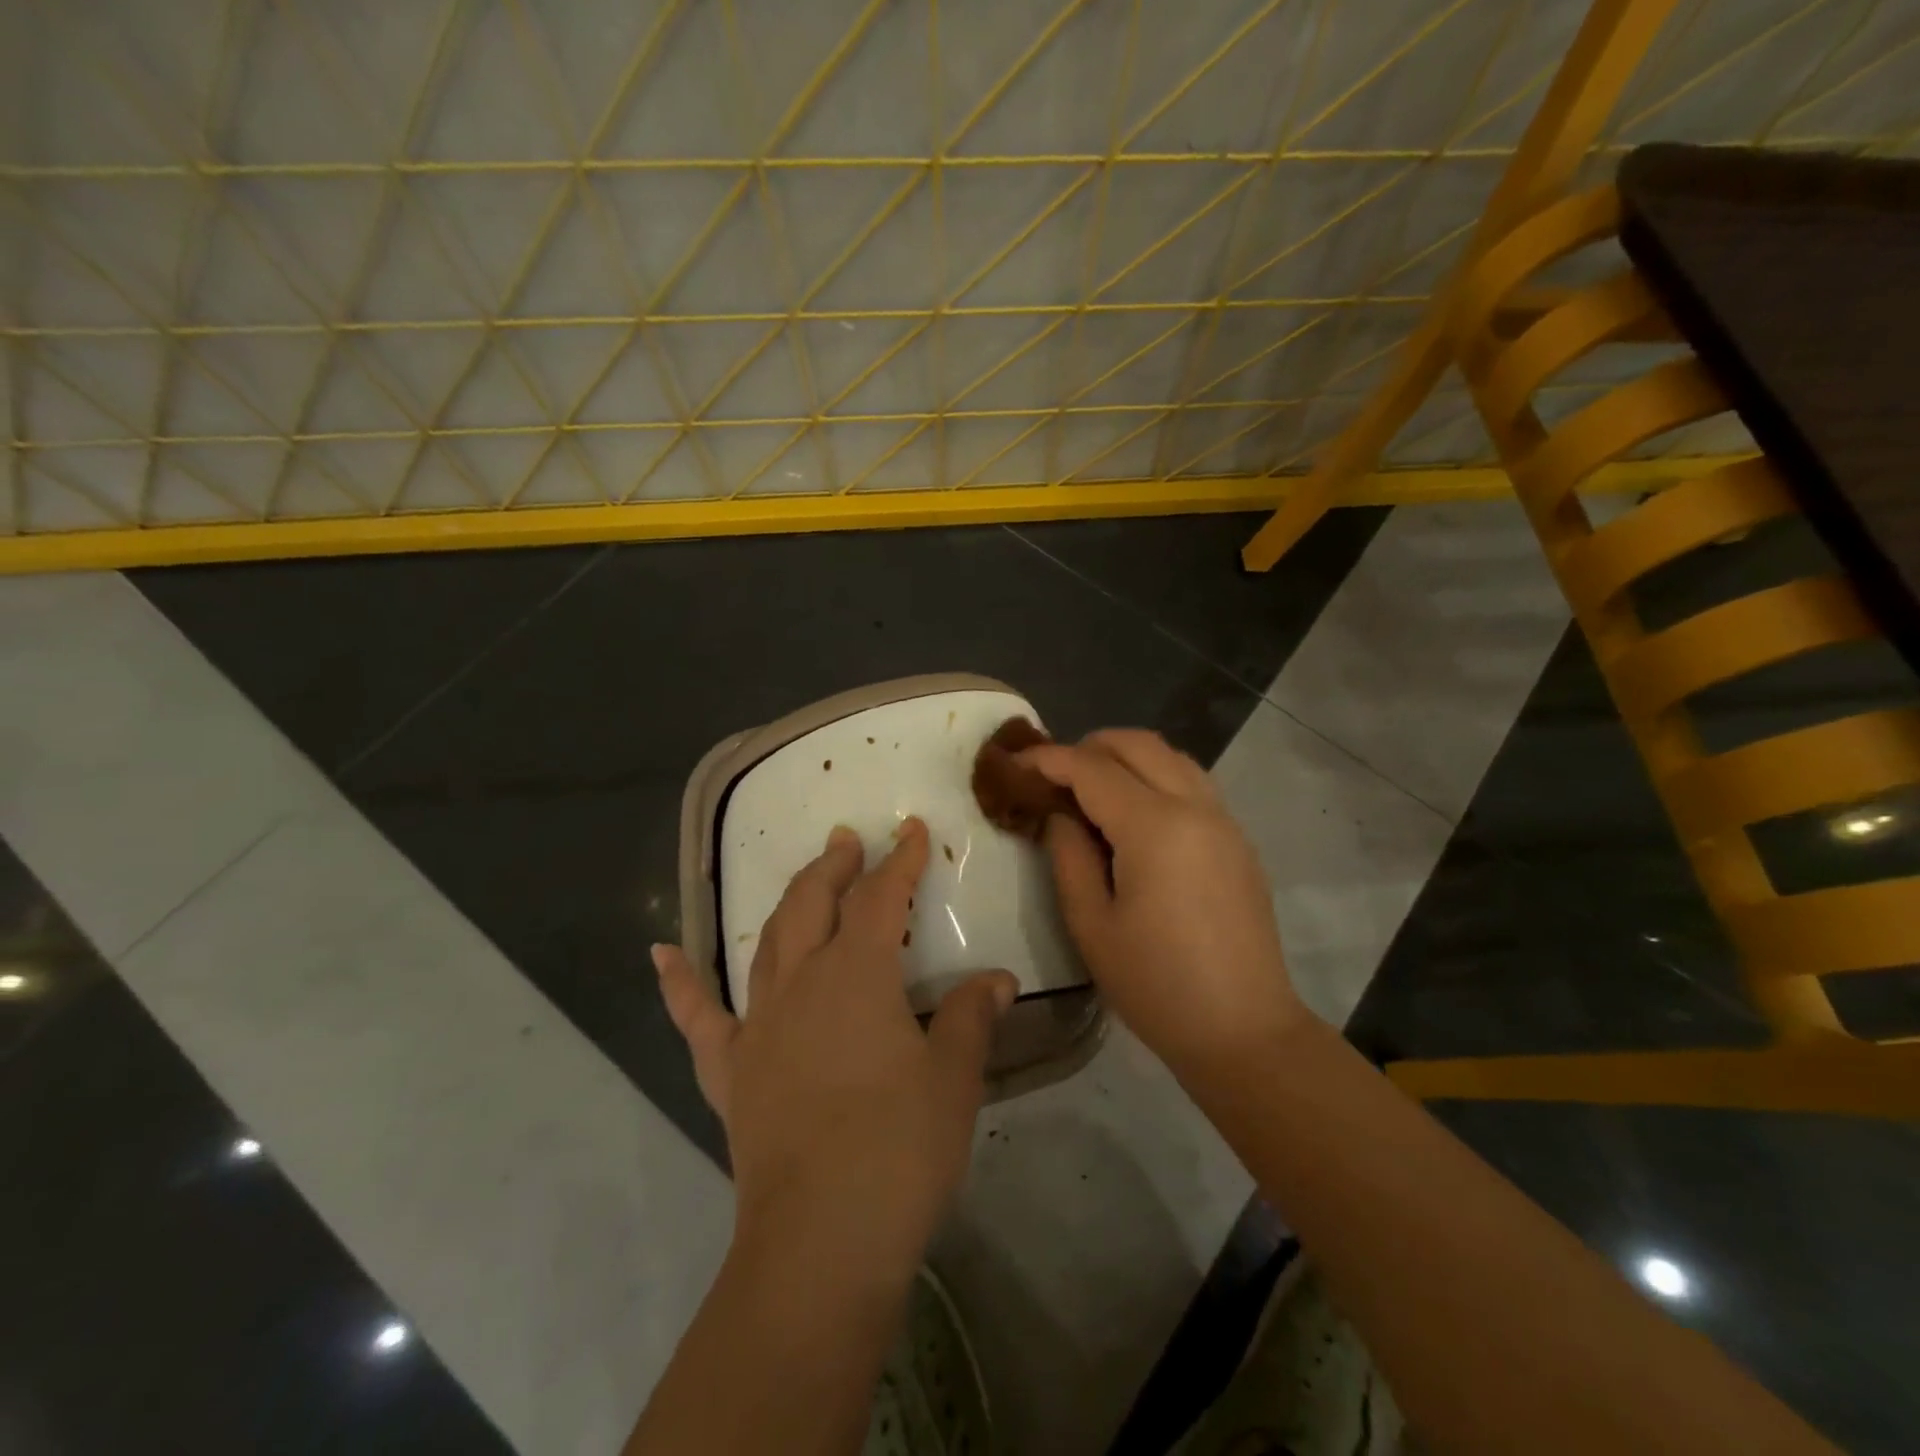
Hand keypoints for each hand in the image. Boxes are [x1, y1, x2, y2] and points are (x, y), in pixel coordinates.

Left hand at [653, 818, 1015, 1286]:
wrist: (820, 1243)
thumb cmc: (899, 1150)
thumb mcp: (953, 1078)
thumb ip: (970, 1017)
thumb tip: (997, 979)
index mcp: (857, 975)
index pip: (881, 898)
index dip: (900, 860)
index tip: (912, 829)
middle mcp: (800, 983)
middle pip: (814, 904)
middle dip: (835, 866)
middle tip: (848, 840)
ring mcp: (757, 1026)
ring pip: (769, 942)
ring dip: (789, 902)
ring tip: (807, 877)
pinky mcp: (730, 1072)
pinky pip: (697, 1017)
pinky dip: (678, 982)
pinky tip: (660, 952)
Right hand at [1023, 730, 1309, 1079]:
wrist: (1243, 1031)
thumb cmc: (1156, 985)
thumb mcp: (1091, 924)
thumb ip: (1068, 855)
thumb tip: (1061, 815)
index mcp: (1155, 827)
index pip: (1092, 768)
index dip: (1049, 759)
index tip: (1016, 764)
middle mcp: (1196, 807)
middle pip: (1138, 744)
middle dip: (1088, 746)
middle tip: (1052, 775)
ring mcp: (1224, 820)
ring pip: (1171, 756)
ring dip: (1126, 757)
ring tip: (1090, 788)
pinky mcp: (1238, 840)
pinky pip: (1192, 782)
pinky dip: (1156, 776)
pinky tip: (1134, 815)